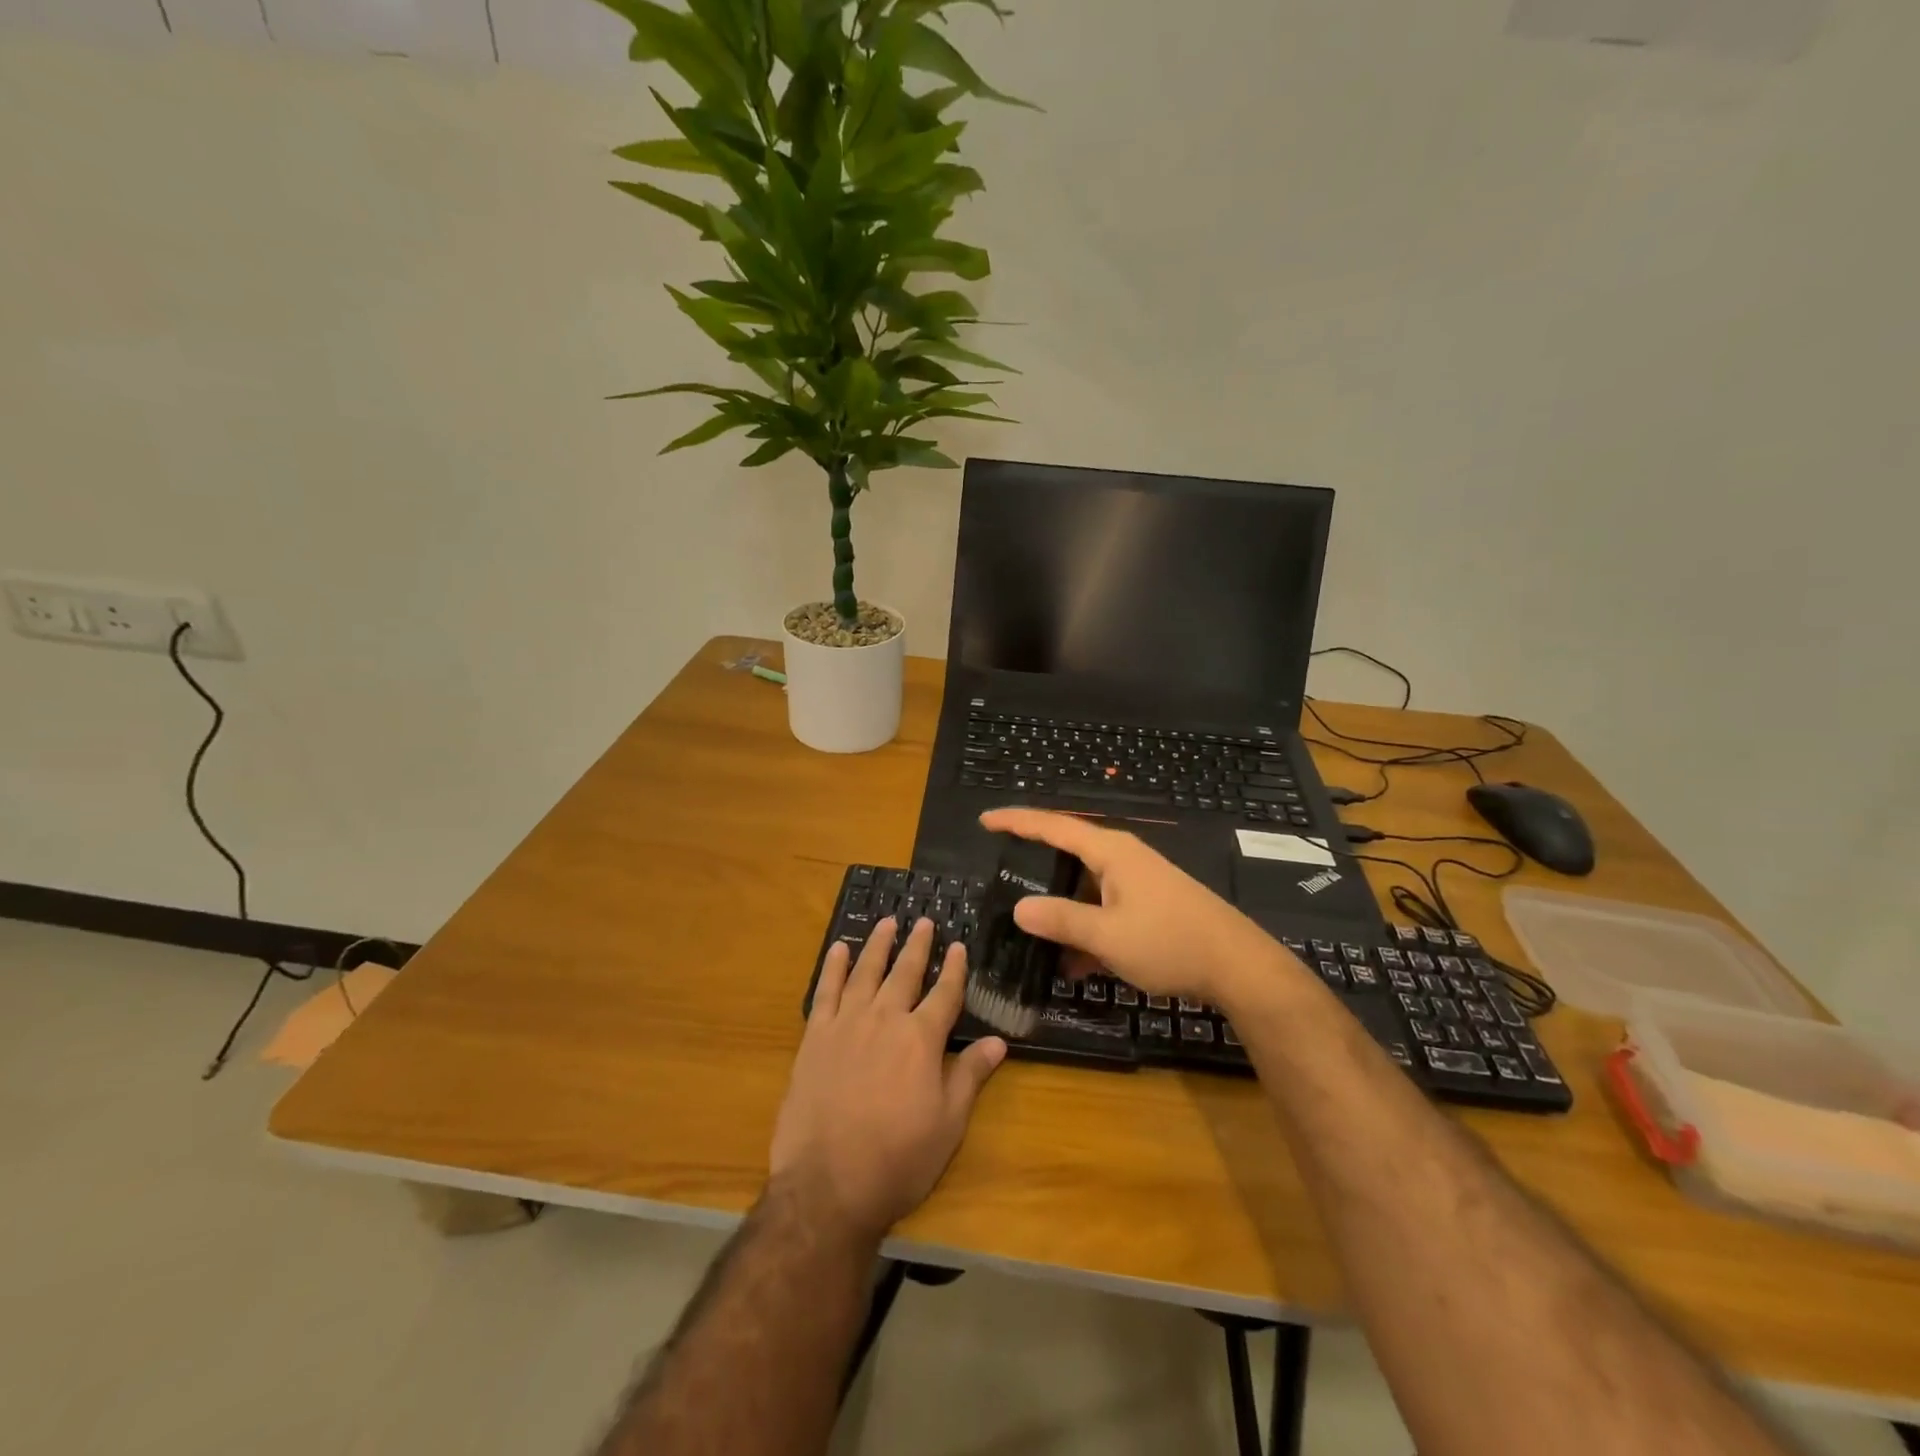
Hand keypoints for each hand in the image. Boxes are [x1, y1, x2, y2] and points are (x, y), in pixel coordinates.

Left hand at [770, 917, 1006, 1243]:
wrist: (828, 1185)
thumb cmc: (898, 1159)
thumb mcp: (948, 1124)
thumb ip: (970, 1075)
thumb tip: (998, 1042)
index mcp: (921, 1039)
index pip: (944, 993)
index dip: (953, 969)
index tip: (958, 945)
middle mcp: (886, 1019)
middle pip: (905, 972)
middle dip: (917, 946)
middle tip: (924, 921)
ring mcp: (847, 1024)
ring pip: (866, 972)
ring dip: (878, 945)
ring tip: (887, 922)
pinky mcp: (816, 1037)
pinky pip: (826, 991)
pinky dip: (834, 967)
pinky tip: (839, 949)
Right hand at [979, 807, 1296, 1007]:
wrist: (1238, 966)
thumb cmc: (1170, 942)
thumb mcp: (1108, 935)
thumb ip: (1061, 920)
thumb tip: (1019, 909)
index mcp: (1110, 852)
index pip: (1054, 826)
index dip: (1017, 821)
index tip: (985, 819)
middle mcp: (1122, 858)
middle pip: (1068, 852)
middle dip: (1035, 864)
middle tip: (1001, 873)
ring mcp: (1138, 881)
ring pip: (1085, 885)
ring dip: (1061, 907)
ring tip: (1030, 928)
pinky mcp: (1149, 904)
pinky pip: (1104, 907)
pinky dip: (1085, 927)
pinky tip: (1071, 963)